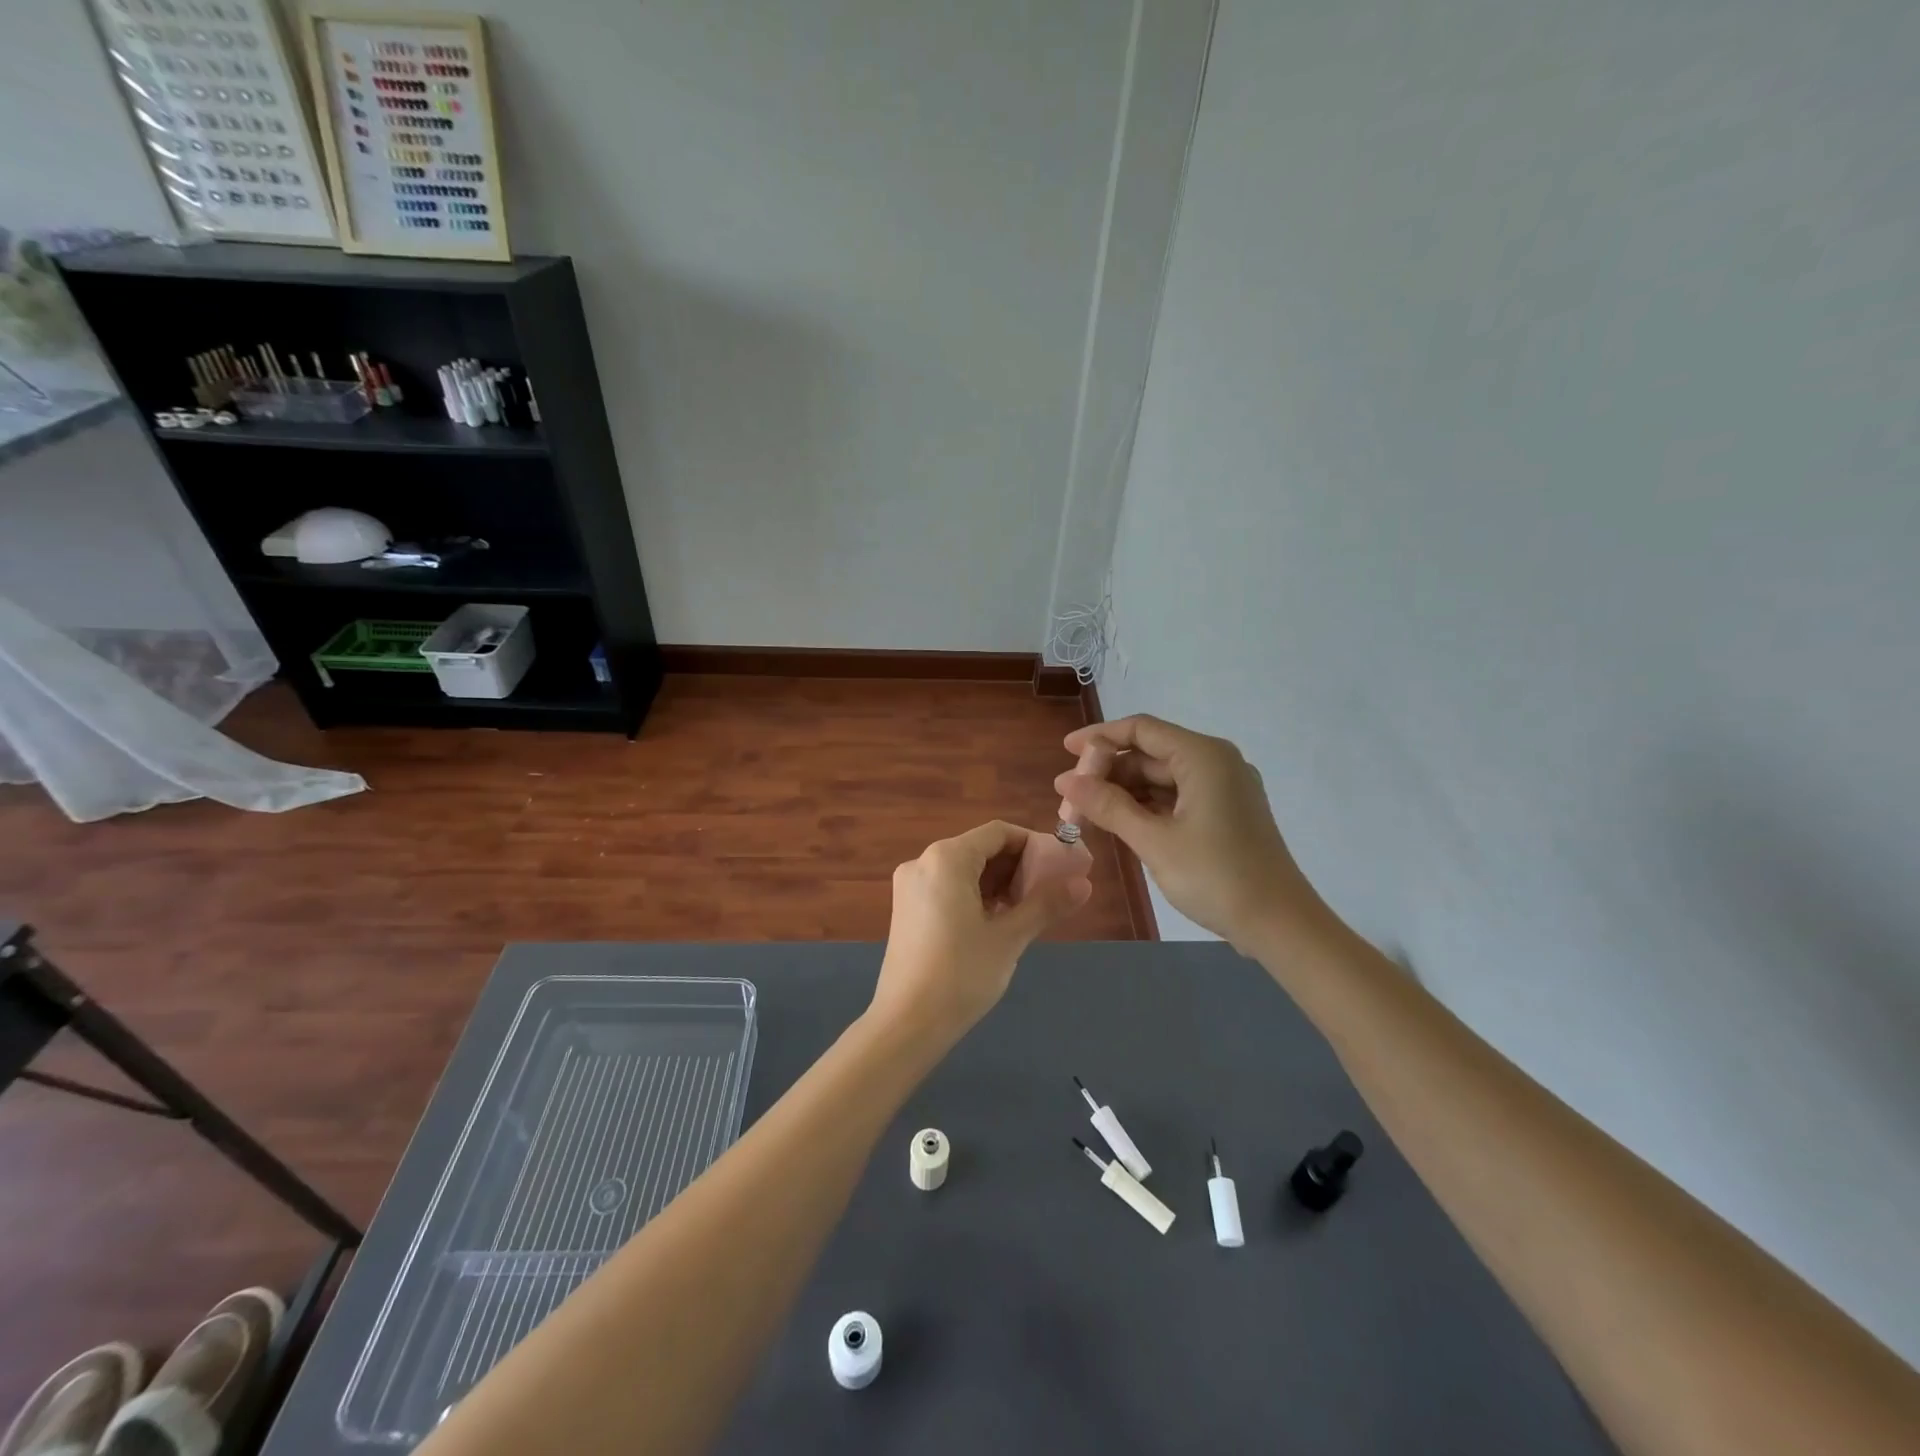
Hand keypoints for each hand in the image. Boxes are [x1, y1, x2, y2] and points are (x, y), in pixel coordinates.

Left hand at [871, 821, 1092, 1045]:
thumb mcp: (1009, 938)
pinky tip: (996, 922)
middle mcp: (923, 862)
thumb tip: (1084, 884)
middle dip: (1017, 867)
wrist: (906, 1024)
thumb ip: (1046, 904)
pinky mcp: (906, 909)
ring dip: (998, 883)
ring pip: (964, 870)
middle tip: (1049, 893)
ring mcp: (911, 886)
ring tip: (1027, 911)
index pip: (998, 833)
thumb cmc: (961, 974)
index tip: (1061, 867)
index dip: (1034, 844)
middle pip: (980, 849)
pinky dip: (975, 896)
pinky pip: (948, 887)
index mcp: (946, 858)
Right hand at [1055, 715, 1324, 952]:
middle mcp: (1215, 762)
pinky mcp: (1225, 813)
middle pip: (1150, 753)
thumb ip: (1108, 806)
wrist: (1280, 924)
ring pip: (1161, 778)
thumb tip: (1065, 780)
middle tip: (1070, 798)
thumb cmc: (1216, 876)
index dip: (1099, 737)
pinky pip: (1177, 797)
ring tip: (1086, 814)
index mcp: (1203, 756)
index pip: (1141, 730)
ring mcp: (1223, 788)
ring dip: (1124, 792)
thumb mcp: (1154, 841)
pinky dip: (1146, 807)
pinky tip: (1119, 823)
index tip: (1065, 752)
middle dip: (1108, 772)